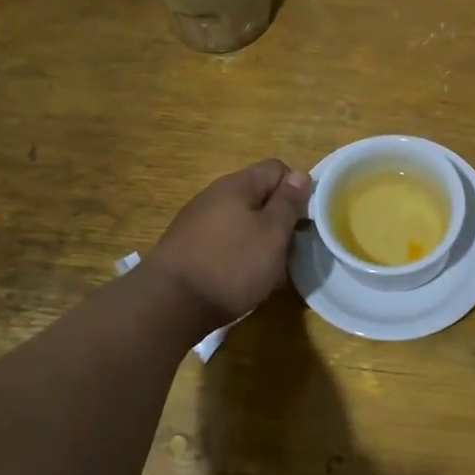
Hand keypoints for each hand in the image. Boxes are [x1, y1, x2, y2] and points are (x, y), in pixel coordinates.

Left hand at [149, 160, 313, 328]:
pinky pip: (224, 241)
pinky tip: (240, 279)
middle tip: (289, 249)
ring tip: (267, 269)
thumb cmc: (231, 265)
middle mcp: (214, 195)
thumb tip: (299, 175)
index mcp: (237, 185)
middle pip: (258, 196)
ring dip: (260, 240)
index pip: (277, 169)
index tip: (304, 220)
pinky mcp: (188, 246)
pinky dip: (238, 255)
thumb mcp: (272, 233)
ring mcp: (197, 221)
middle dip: (278, 220)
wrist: (169, 304)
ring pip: (242, 221)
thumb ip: (288, 202)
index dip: (297, 190)